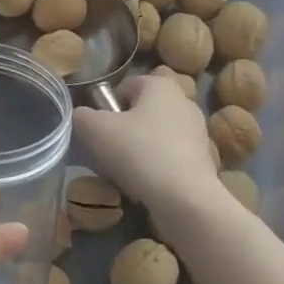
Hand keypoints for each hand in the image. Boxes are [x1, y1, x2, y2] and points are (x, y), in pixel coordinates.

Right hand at [72, 73, 224, 212]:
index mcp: (160, 85)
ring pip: (155, 136)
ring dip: (138, 151)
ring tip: (124, 173)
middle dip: (122, 130)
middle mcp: (183, 101)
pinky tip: (145, 186)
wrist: (185, 198)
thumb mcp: (95, 130)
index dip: (106, 107)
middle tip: (106, 153)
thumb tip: (80, 116)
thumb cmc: (139, 152)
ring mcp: (197, 132)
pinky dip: (156, 168)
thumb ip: (81, 116)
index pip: (125, 87)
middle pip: (141, 112)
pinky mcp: (203, 160)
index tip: (98, 131)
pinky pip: (169, 157)